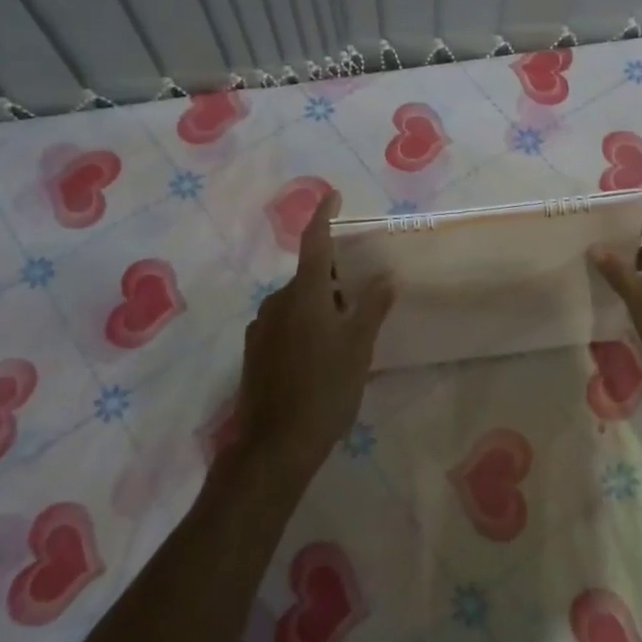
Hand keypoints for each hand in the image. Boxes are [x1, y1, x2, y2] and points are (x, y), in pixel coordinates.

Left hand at [232, 191, 394, 484]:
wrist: (275, 445)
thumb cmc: (326, 388)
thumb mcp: (359, 346)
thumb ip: (372, 306)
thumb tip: (386, 277)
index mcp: (304, 294)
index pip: (314, 242)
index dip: (324, 216)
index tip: (333, 196)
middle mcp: (277, 302)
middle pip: (309, 275)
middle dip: (333, 275)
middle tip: (361, 290)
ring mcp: (261, 328)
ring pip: (296, 301)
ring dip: (320, 302)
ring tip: (346, 327)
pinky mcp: (255, 352)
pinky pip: (285, 323)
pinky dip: (305, 323)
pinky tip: (321, 352)